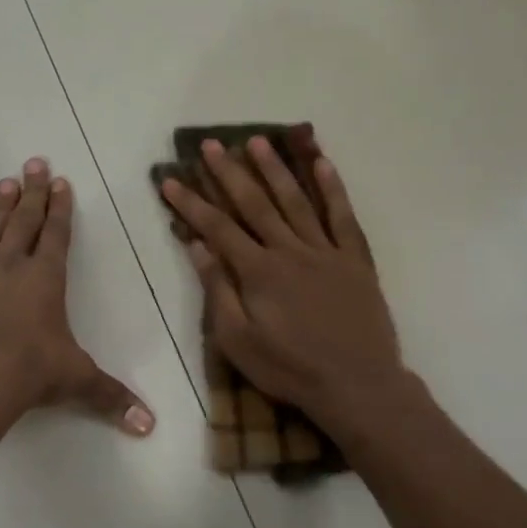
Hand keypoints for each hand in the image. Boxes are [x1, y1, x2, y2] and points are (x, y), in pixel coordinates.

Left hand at [0, 158, 154, 436]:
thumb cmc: (29, 373)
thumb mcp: (76, 381)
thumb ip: (111, 397)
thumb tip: (149, 426)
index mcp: (46, 279)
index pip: (56, 234)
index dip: (60, 207)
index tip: (61, 182)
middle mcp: (12, 268)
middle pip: (25, 221)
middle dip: (33, 192)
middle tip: (34, 162)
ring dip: (2, 207)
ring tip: (6, 183)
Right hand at [161, 137, 407, 436]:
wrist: (356, 385)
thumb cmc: (289, 368)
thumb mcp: (238, 341)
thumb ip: (217, 290)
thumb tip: (197, 246)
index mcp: (258, 271)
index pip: (217, 227)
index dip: (191, 202)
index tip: (170, 179)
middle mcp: (289, 250)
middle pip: (254, 204)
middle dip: (229, 172)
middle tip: (211, 144)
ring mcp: (325, 251)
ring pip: (296, 201)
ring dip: (275, 169)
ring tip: (257, 141)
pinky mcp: (355, 260)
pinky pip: (343, 217)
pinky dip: (333, 188)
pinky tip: (321, 163)